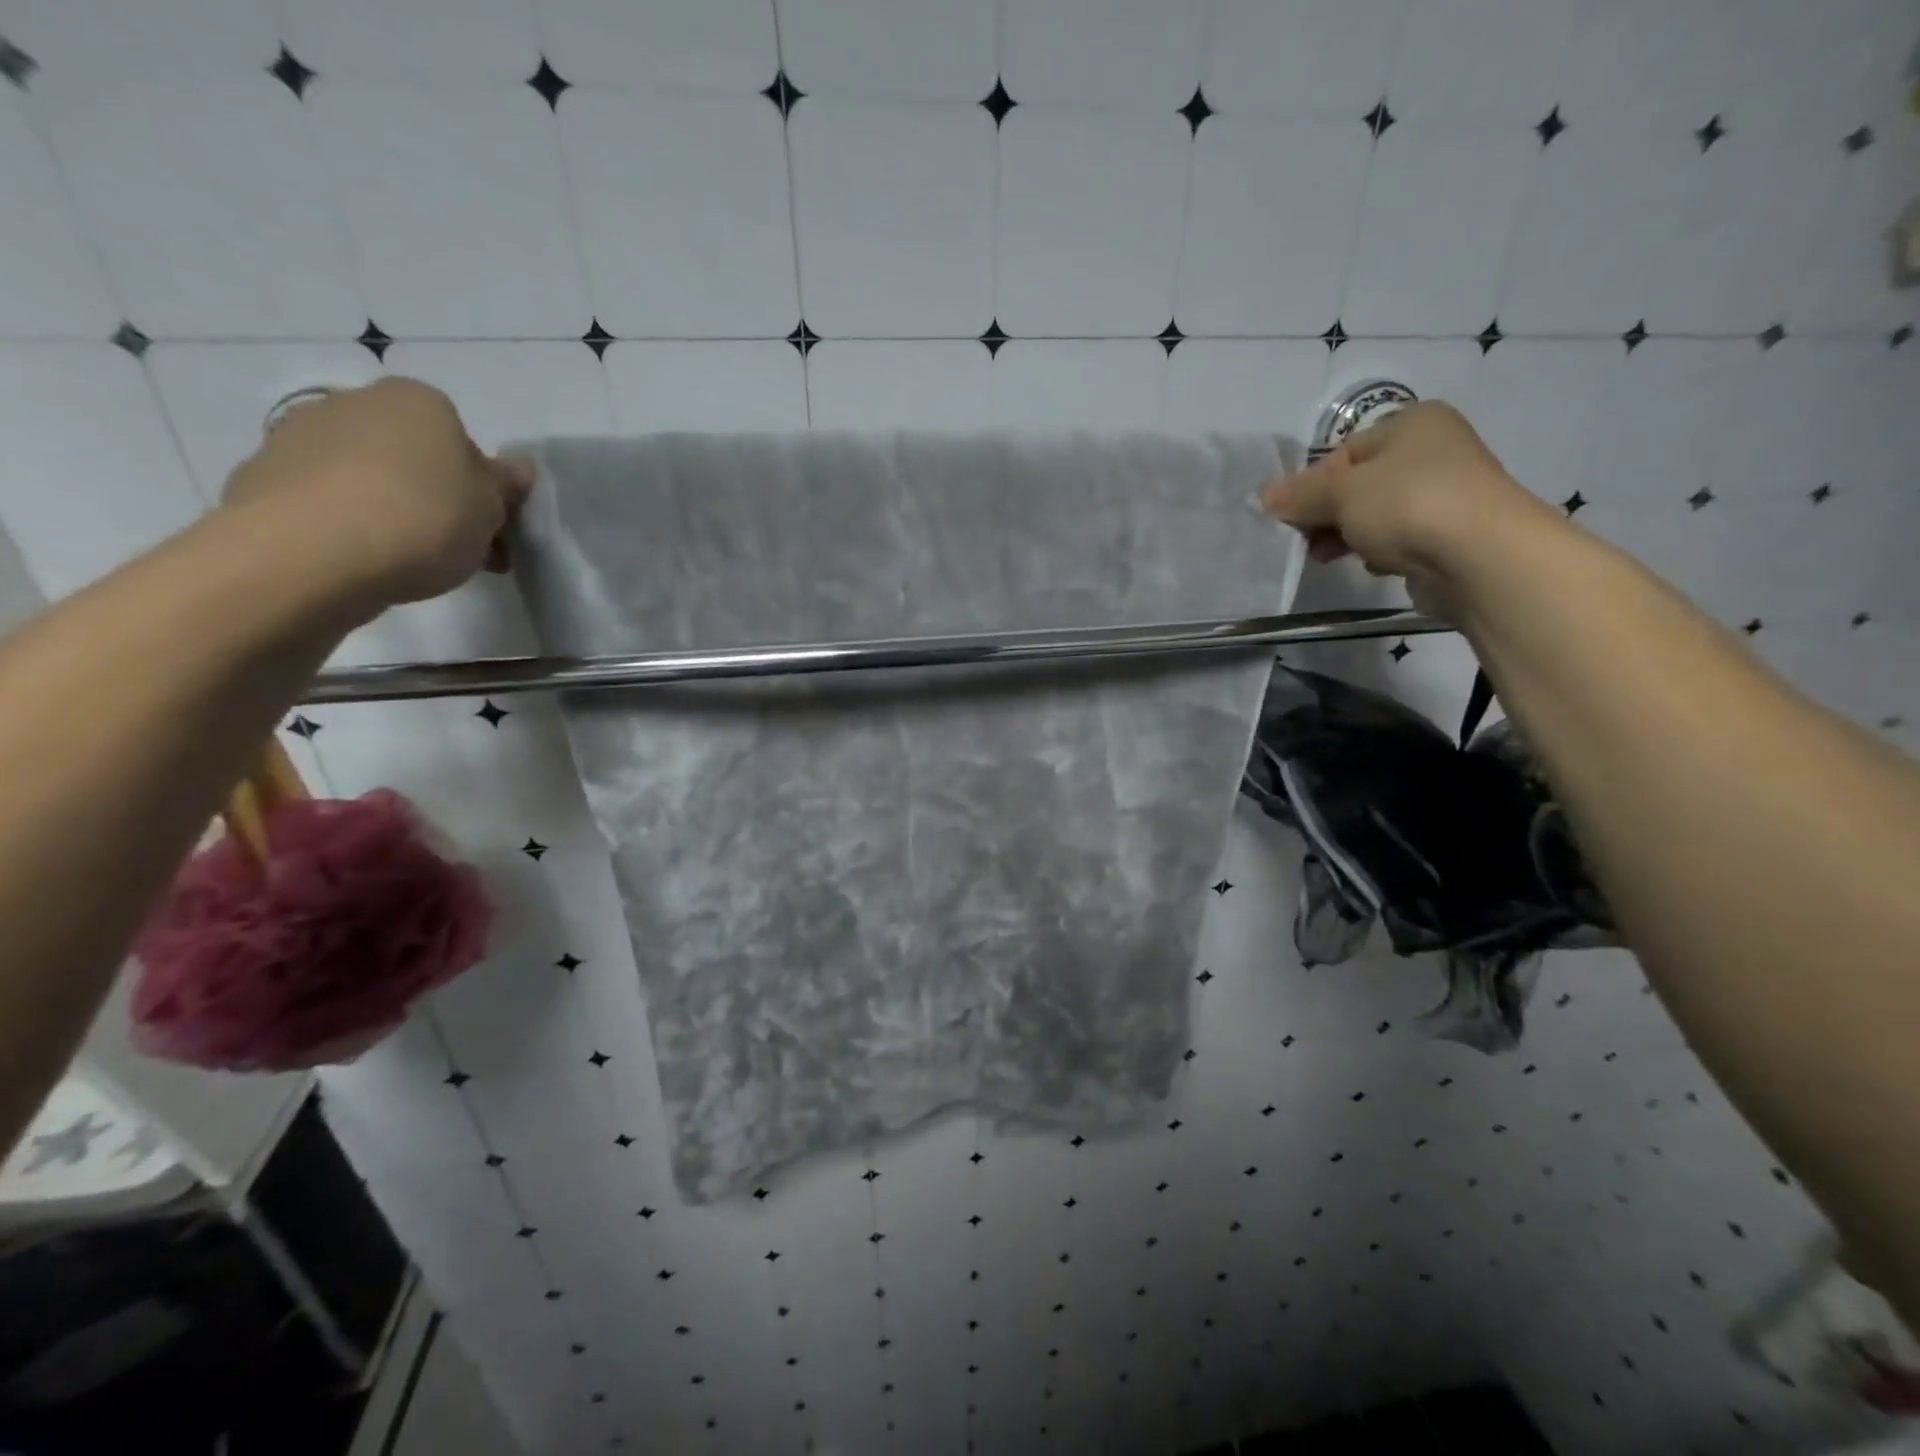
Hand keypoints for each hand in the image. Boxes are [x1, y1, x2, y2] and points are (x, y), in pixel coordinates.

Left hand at [223, 378, 533, 609]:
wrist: (309, 553)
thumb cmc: (423, 520)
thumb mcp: (491, 510)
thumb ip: (505, 487)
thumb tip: (516, 469)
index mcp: (420, 402)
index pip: (465, 442)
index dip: (484, 489)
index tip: (491, 529)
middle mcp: (356, 402)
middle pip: (415, 456)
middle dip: (439, 498)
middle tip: (459, 552)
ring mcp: (301, 434)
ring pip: (370, 476)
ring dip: (394, 509)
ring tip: (409, 562)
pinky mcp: (263, 474)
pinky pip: (327, 499)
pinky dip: (348, 523)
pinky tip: (362, 559)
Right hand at [1260, 400, 1559, 618]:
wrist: (1478, 556)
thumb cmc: (1406, 504)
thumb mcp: (1340, 493)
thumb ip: (1299, 495)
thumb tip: (1264, 495)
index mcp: (1413, 423)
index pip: (1345, 450)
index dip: (1311, 483)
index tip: (1289, 515)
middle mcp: (1435, 450)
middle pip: (1360, 483)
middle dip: (1326, 513)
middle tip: (1301, 540)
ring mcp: (1447, 494)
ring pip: (1377, 513)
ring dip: (1347, 535)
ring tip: (1324, 557)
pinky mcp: (1451, 535)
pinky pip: (1400, 539)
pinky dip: (1379, 551)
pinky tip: (1370, 565)